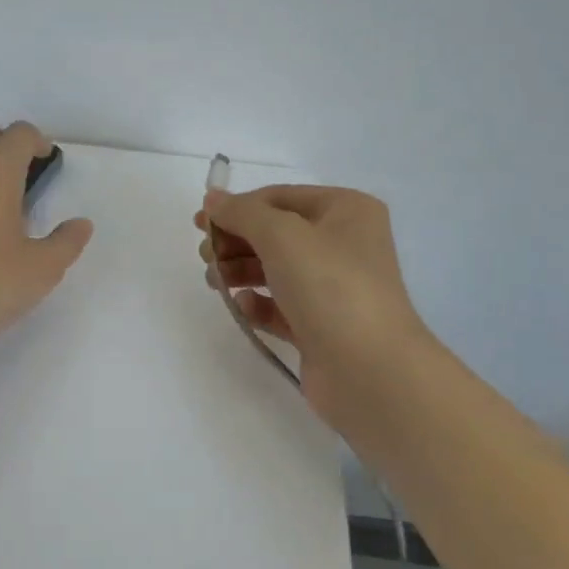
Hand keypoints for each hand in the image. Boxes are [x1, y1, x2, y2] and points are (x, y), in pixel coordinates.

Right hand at [197, 185, 435, 442]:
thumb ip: (242, 213)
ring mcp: (335, 288)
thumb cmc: (330, 287)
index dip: (238, 207)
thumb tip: (213, 198)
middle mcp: (344, 245)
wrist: (369, 370)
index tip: (199, 223)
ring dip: (240, 271)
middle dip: (236, 241)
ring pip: (276, 270)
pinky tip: (244, 307)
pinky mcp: (322, 327)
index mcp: (347, 211)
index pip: (281, 198)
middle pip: (276, 234)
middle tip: (205, 256)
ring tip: (214, 282)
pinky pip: (282, 307)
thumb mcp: (282, 236)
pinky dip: (259, 304)